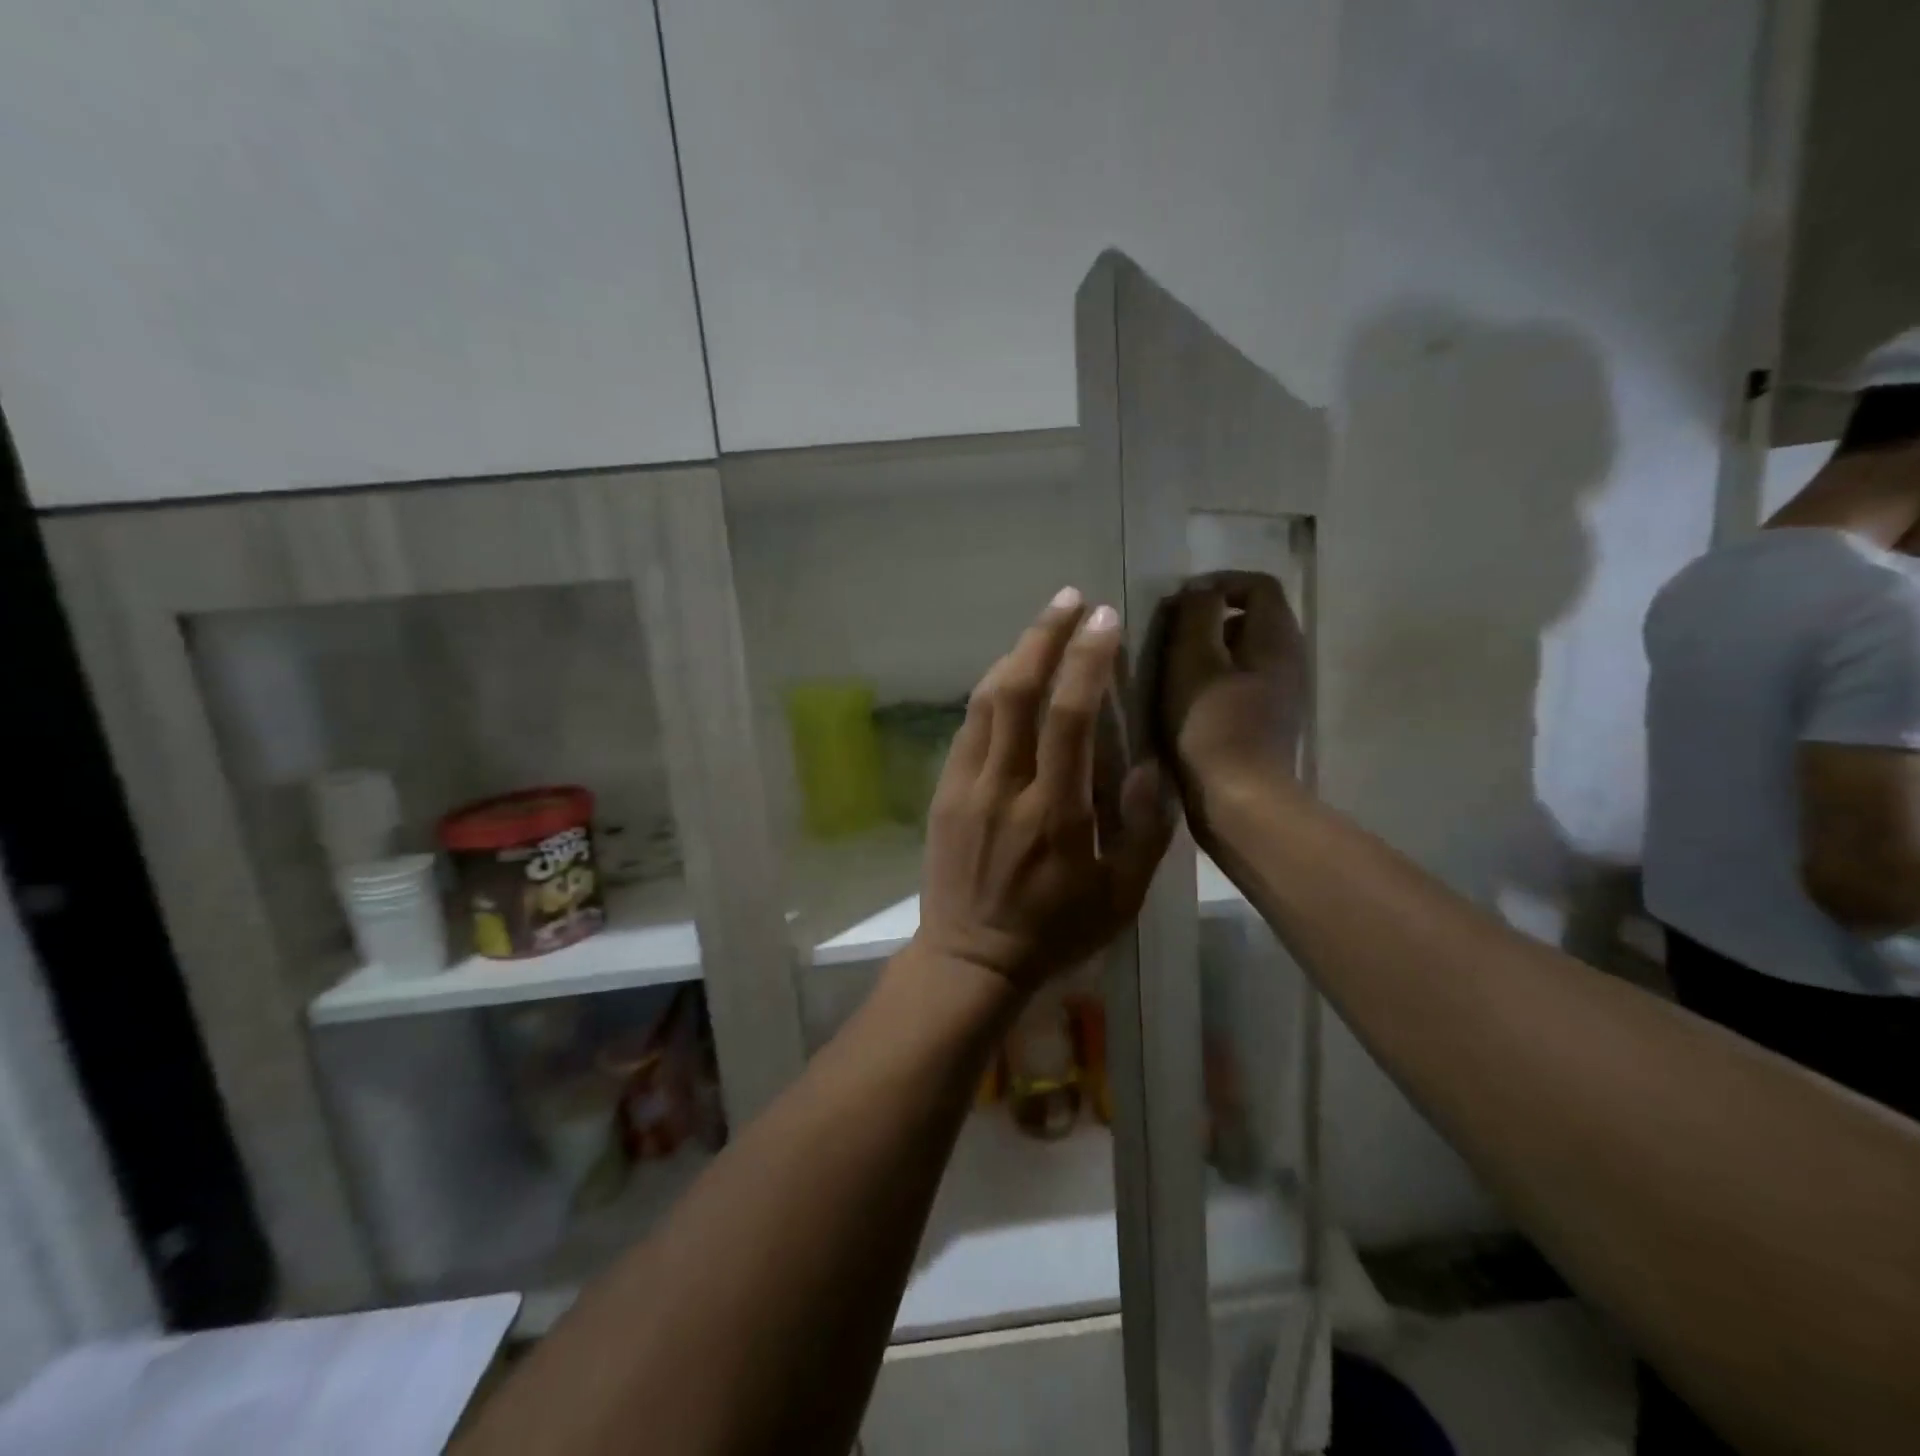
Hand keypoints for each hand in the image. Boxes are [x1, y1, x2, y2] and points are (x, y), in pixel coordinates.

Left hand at [915, 589, 1175, 991]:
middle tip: (1069, 598)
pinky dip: (990, 692)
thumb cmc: (1054, 931)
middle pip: (1018, 691)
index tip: (1104, 619)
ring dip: (1016, 655)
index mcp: (1055, 812)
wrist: (971, 958)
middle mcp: (1005, 788)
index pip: (1069, 716)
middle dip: (1044, 635)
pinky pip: (967, 727)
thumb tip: (1149, 762)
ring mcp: (966, 786)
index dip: (1087, 660)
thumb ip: (1145, 829)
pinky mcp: (943, 792)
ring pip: (985, 701)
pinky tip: (1010, 677)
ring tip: (1043, 627)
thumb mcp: (1122, 896)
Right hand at [1155, 571, 1304, 811]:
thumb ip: (1195, 615)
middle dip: (1210, 618)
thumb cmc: (1211, 726)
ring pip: (1245, 654)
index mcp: (1276, 637)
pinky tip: (1186, 703)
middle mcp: (1289, 659)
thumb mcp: (1192, 660)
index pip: (1257, 584)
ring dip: (1209, 652)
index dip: (1217, 582)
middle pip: (1253, 618)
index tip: (1178, 602)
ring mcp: (1282, 694)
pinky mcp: (1268, 723)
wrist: (1239, 802)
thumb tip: (1197, 591)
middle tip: (1169, 635)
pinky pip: (1242, 683)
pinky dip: (1214, 681)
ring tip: (1171, 669)